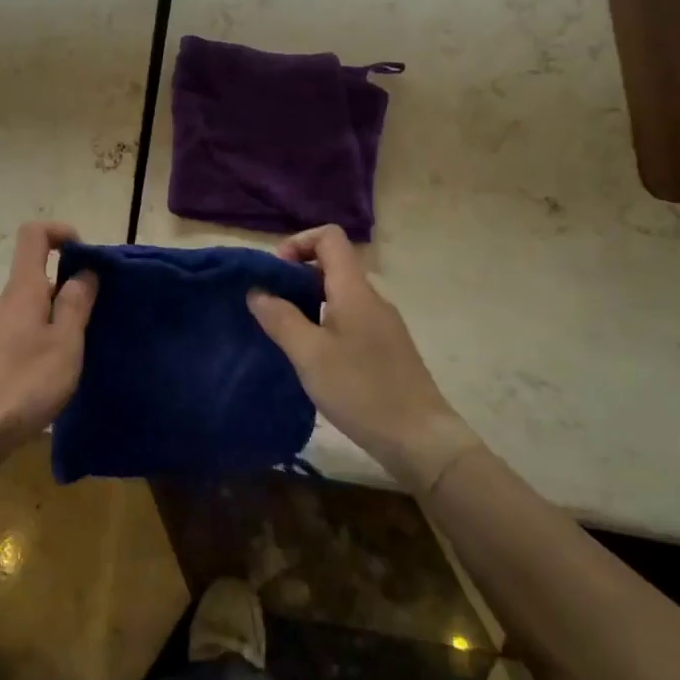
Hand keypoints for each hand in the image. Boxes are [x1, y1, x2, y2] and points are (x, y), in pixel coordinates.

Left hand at [0, 221, 96, 457]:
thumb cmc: (25, 382)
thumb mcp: (65, 343)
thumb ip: (77, 303)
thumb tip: (84, 271)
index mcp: (23, 288)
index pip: (34, 234)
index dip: (60, 232)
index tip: (86, 255)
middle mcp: (4, 300)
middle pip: (37, 274)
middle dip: (69, 286)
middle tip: (95, 319)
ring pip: (31, 306)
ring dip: (57, 317)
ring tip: (77, 353)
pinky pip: (21, 329)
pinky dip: (41, 337)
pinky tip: (51, 373)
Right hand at [247, 225, 477, 488]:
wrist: (422, 441)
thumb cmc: (361, 390)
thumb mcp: (309, 354)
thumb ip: (280, 318)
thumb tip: (257, 291)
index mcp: (354, 290)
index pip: (329, 237)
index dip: (298, 242)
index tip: (275, 273)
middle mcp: (371, 299)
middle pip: (332, 265)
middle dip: (296, 276)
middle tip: (270, 305)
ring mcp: (382, 324)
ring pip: (339, 295)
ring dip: (308, 302)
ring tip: (285, 333)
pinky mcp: (386, 348)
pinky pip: (349, 318)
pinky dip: (325, 323)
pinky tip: (312, 357)